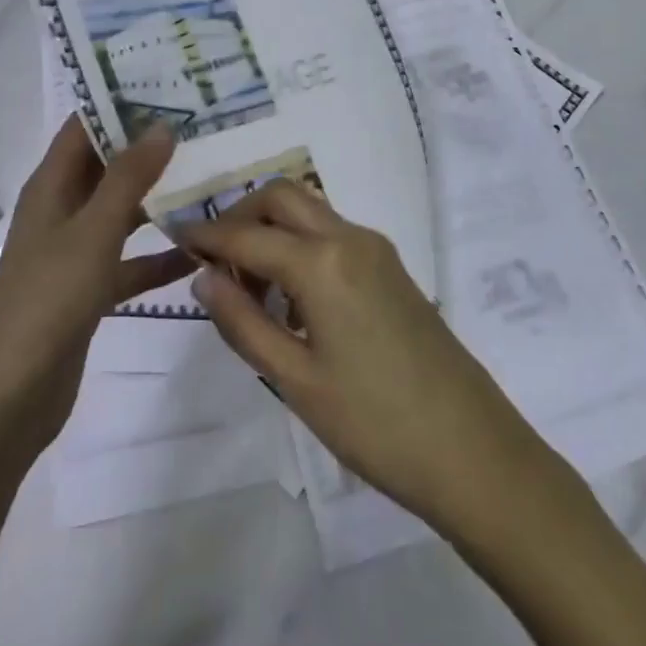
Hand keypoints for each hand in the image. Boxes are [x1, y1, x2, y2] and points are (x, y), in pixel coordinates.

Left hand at [0, 118, 192, 459]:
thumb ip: (128, 178)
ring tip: (212, 179)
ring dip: (160, 200)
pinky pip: (130, 261)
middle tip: (204, 127)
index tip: (167, 82)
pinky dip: (160, 257)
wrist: (8, 400)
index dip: (117, 102)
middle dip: (149, 148)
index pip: (83, 127)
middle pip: (107, 167)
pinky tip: (201, 253)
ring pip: (123, 213)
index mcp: (51, 188)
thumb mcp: (93, 232)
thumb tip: (161, 125)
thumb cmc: (47, 301)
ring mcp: (75, 253)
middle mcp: (61, 212)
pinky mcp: (89, 291)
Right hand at [178, 183, 550, 537]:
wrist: (471, 448)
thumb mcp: (295, 380)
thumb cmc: (374, 423)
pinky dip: (301, 246)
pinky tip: (292, 300)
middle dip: (242, 214)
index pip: (247, 233)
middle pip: (283, 197)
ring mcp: (376, 248)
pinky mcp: (391, 267)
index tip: (175, 237)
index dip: (207, 235)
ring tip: (250, 291)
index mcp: (322, 262)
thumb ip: (243, 322)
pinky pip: (333, 235)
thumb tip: (204, 276)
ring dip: (273, 230)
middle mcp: (350, 237)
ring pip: (310, 212)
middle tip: (215, 262)